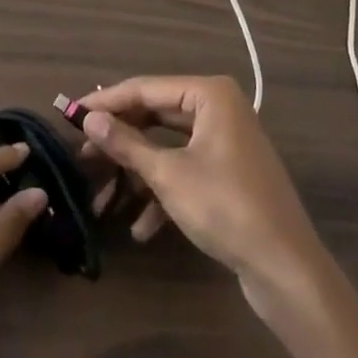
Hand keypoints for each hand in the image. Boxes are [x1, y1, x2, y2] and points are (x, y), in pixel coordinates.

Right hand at [79, 76, 332, 324]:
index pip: (145, 88)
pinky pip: (185, 170)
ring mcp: (225, 141)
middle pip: (155, 116)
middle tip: (82, 155)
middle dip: (120, 141)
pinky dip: (162, 193)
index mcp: (209, 94)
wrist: (287, 269)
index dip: (105, 102)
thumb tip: (89, 119)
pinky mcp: (228, 173)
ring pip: (168, 147)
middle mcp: (219, 108)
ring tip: (102, 198)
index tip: (70, 115)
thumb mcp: (168, 175)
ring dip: (137, 173)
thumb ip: (126, 144)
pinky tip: (141, 227)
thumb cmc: (226, 208)